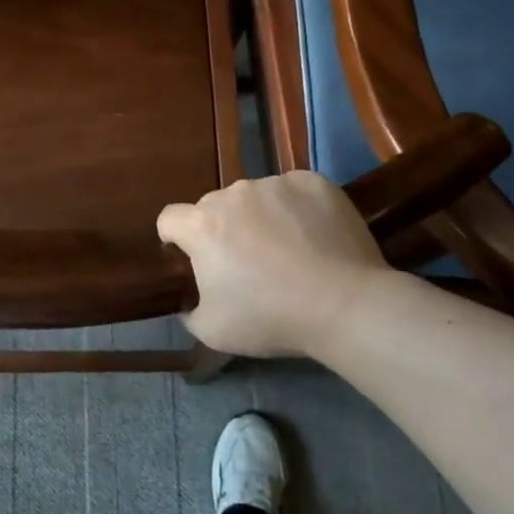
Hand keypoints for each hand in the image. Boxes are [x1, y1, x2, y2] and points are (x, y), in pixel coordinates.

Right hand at [157, 171, 387, 361]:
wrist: (345, 305)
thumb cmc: (271, 318)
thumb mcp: (213, 331)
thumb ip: (189, 311)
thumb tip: (189, 302)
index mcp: (202, 226)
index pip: (169, 219)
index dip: (175, 238)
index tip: (191, 259)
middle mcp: (232, 194)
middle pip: (214, 207)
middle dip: (222, 229)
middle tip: (247, 263)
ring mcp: (275, 184)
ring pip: (255, 197)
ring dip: (260, 217)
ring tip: (289, 250)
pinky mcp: (313, 182)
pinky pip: (293, 191)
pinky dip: (297, 209)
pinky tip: (315, 236)